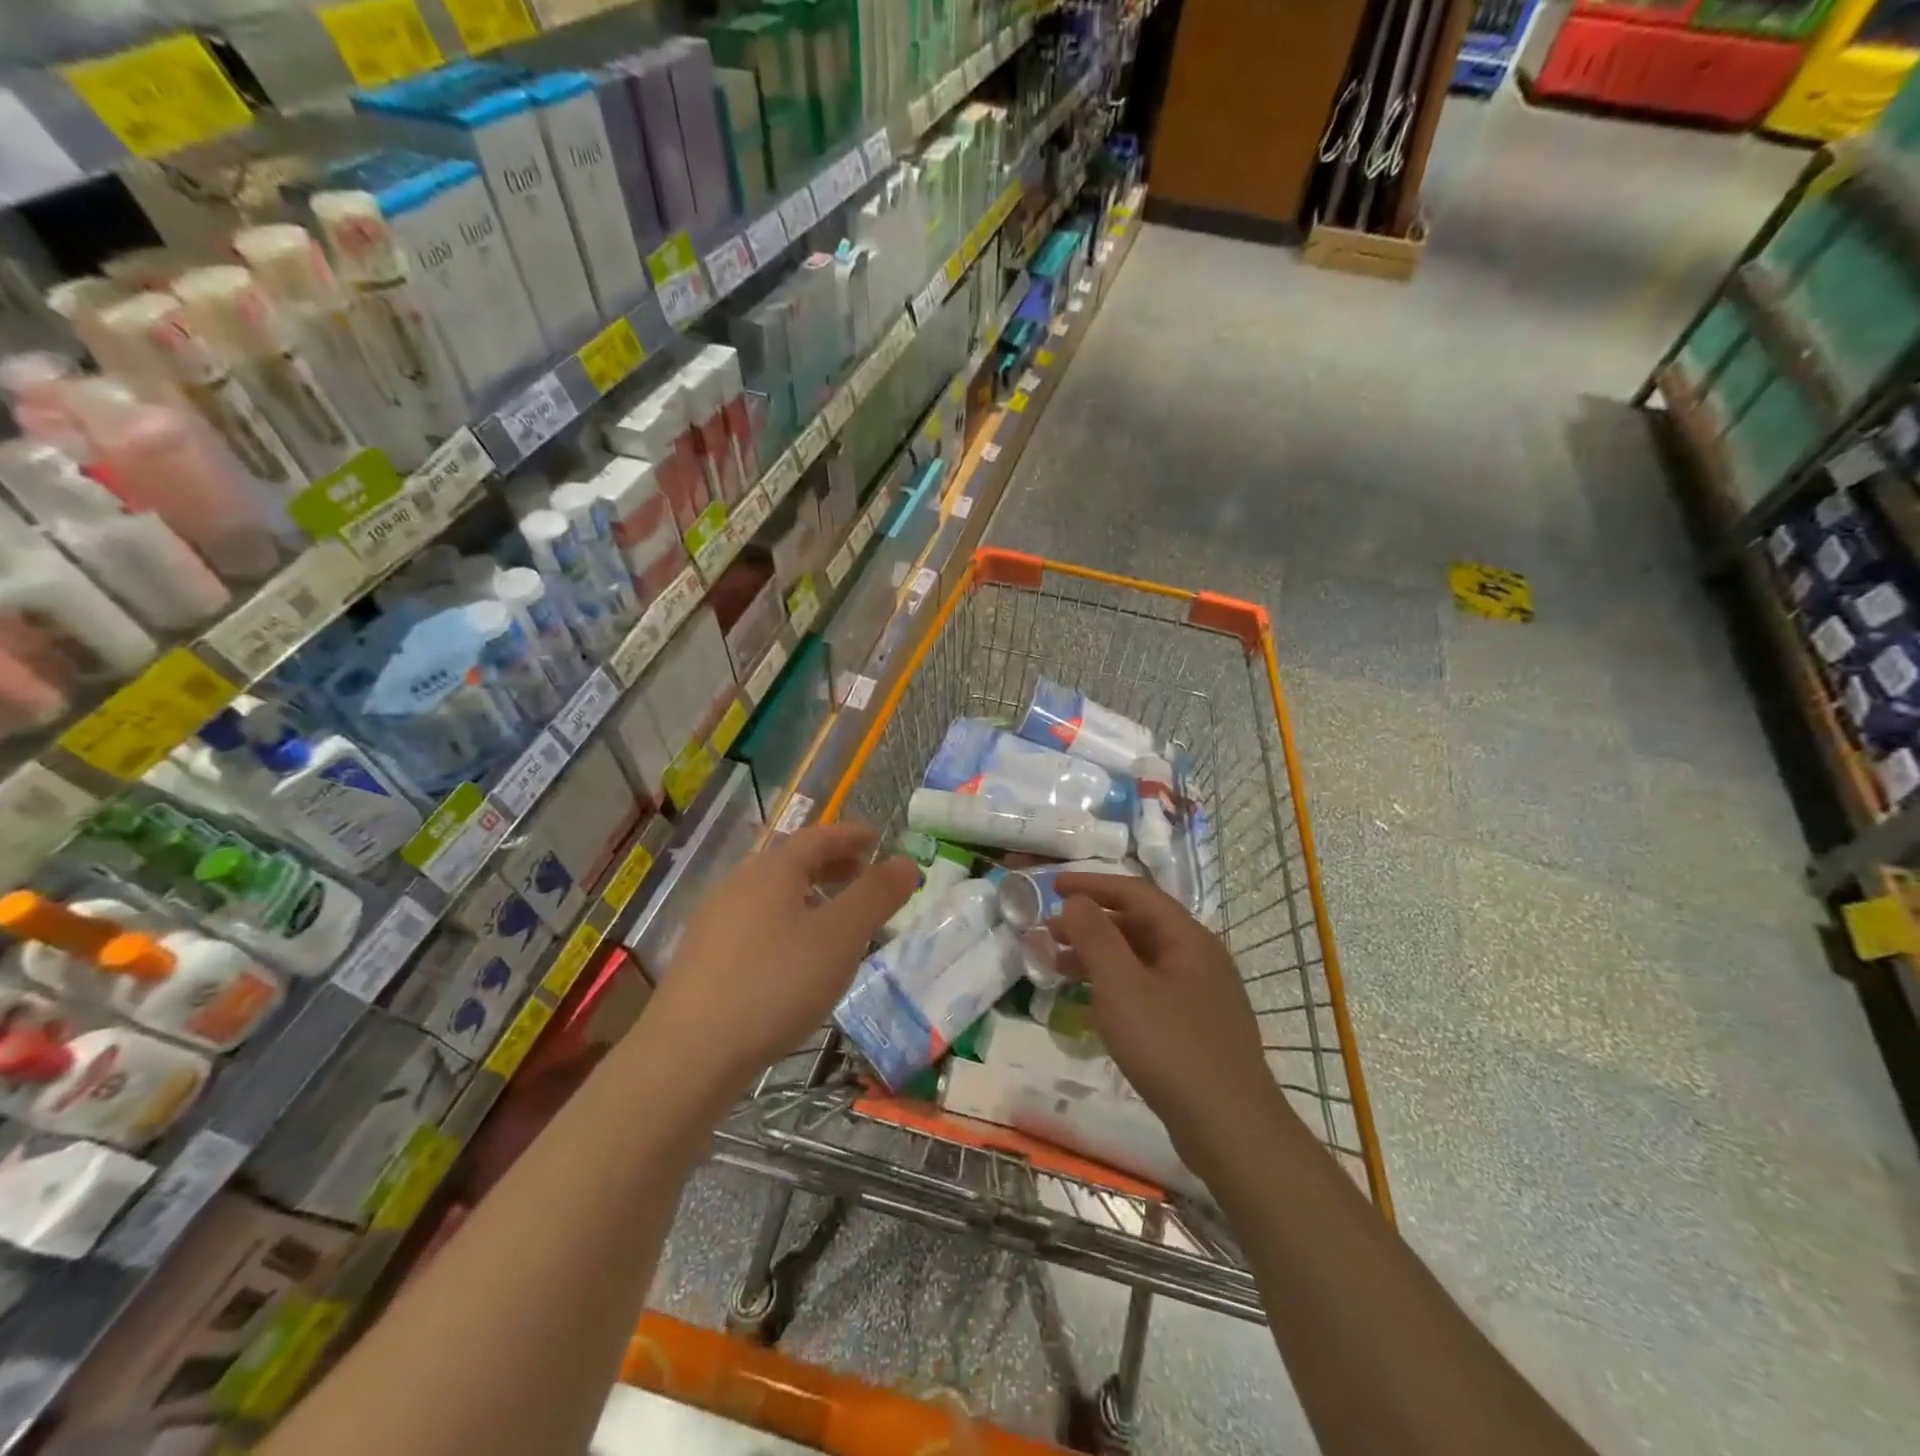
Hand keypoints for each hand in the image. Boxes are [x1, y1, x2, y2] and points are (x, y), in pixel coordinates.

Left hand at [652, 824, 917, 1091]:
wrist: (689, 1055)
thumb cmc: (775, 984)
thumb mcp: (841, 937)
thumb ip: (876, 895)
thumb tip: (907, 862)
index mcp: (771, 871)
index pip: (818, 836)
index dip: (851, 835)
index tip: (878, 838)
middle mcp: (738, 885)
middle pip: (792, 862)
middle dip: (832, 864)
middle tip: (864, 875)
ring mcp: (715, 922)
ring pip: (772, 895)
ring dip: (810, 895)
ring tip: (837, 919)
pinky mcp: (703, 959)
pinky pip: (756, 923)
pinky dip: (788, 923)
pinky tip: (796, 958)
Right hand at [1050, 874, 1278, 1160]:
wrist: (1230, 1130)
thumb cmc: (1171, 1048)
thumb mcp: (1122, 987)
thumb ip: (1096, 937)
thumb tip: (1076, 900)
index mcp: (1187, 938)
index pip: (1135, 893)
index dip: (1091, 885)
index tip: (1051, 886)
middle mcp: (1198, 957)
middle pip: (1138, 924)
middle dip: (1090, 922)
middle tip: (1047, 931)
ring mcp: (1200, 994)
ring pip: (1141, 959)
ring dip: (1099, 955)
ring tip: (1057, 965)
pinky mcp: (1195, 1026)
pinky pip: (1148, 988)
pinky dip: (1116, 985)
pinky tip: (1092, 1002)